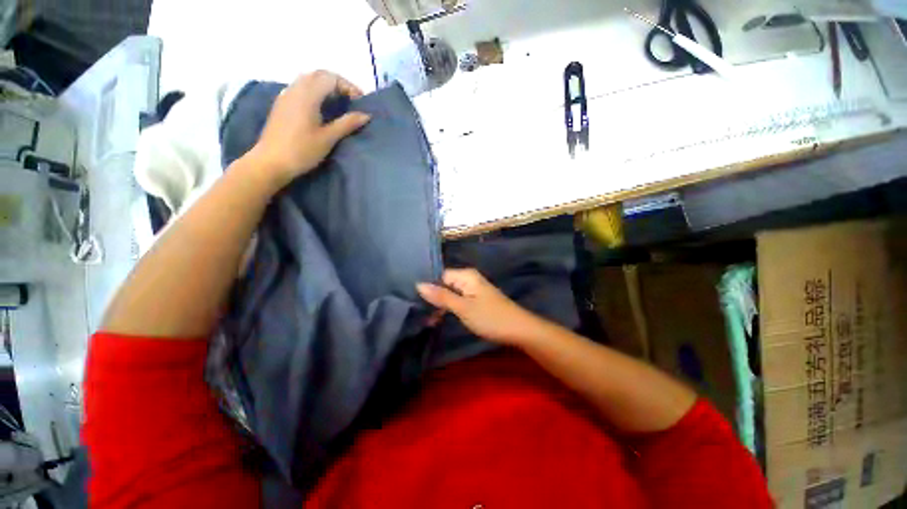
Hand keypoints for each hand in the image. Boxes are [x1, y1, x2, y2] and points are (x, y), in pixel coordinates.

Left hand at [246, 71, 370, 188]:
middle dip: (338, 84)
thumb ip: (347, 124)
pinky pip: (300, 87)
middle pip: (319, 75)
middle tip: (351, 101)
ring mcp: (286, 95)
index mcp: (308, 95)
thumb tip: (366, 115)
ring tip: (338, 104)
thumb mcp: (328, 138)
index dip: (348, 86)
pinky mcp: (282, 104)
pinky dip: (314, 91)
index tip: (360, 102)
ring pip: (308, 79)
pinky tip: (320, 107)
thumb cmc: (302, 150)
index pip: (331, 78)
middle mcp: (295, 89)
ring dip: (326, 86)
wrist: (271, 161)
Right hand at [416, 268, 544, 346]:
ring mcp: (473, 289)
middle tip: (419, 314)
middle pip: (445, 284)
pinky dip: (450, 308)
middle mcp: (469, 278)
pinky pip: (458, 299)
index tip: (414, 301)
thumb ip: (441, 296)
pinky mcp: (476, 299)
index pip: (440, 275)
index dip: (428, 287)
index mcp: (465, 275)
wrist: (518, 330)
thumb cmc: (490, 318)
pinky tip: (440, 318)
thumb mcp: (463, 308)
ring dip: (440, 305)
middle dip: (433, 298)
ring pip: (450, 293)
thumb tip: (418, 284)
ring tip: (427, 320)